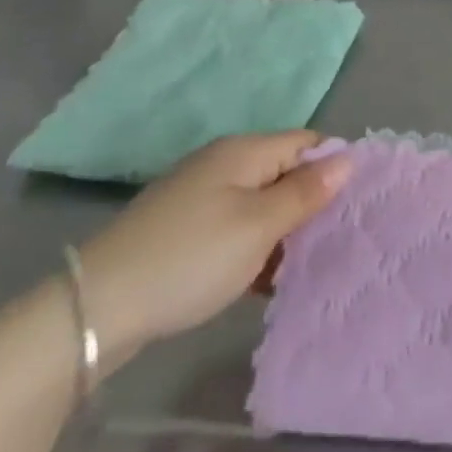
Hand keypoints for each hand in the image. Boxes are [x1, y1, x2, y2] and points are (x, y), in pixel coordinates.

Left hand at [78, 132, 350, 364]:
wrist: (95, 308)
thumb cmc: (191, 258)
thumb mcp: (259, 226)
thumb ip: (306, 192)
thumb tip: (348, 158)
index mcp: (244, 151)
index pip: (307, 142)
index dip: (334, 167)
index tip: (355, 204)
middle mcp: (223, 163)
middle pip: (284, 171)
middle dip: (310, 202)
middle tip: (335, 239)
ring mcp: (199, 196)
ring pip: (260, 203)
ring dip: (283, 230)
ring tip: (305, 265)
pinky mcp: (182, 229)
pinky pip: (234, 226)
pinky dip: (253, 247)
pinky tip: (264, 280)